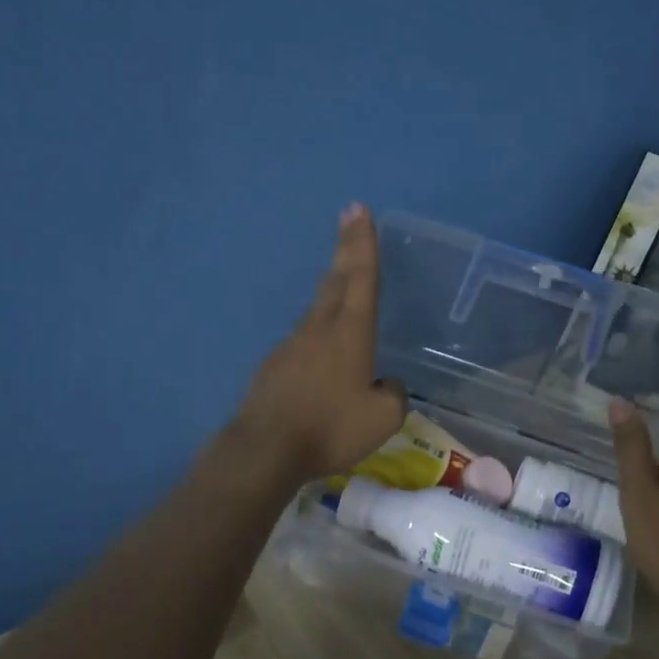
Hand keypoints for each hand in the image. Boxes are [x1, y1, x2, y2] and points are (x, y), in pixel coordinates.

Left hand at [235, 204, 406, 481]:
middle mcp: (319, 329)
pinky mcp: (273, 366)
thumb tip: (386, 383)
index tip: (358, 209)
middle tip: (348, 217)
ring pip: (317, 310)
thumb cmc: (330, 428)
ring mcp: (291, 346)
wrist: (265, 449)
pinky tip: (322, 359)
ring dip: (332, 290)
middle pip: (336, 280)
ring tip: (342, 284)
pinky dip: (318, 337)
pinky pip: (303, 342)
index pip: (361, 277)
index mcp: (350, 333)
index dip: (363, 243)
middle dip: (346, 248)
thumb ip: (393, 394)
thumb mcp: (383, 418)